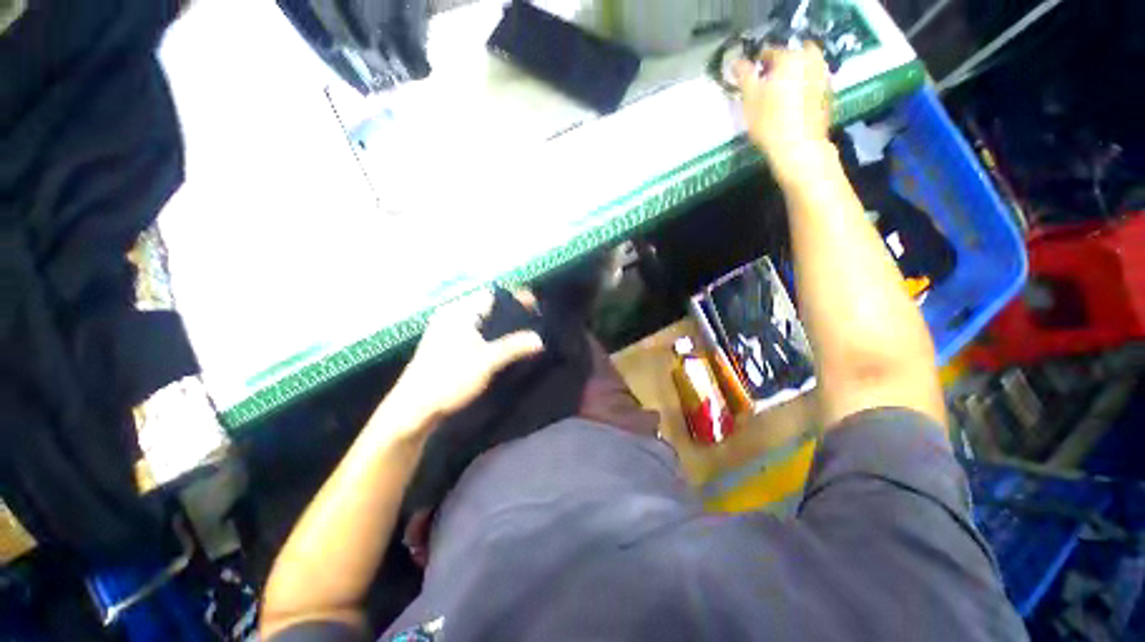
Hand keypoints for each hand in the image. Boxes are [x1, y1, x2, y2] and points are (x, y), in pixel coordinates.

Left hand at [390, 289, 543, 428]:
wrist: (413, 408)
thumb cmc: (449, 379)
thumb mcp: (487, 362)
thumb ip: (514, 347)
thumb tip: (539, 339)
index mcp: (459, 312)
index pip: (492, 294)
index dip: (515, 297)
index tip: (533, 307)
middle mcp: (451, 315)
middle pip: (487, 305)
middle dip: (510, 311)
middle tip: (530, 321)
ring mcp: (446, 330)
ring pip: (480, 319)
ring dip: (500, 324)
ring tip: (520, 333)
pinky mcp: (445, 344)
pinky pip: (473, 330)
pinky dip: (489, 334)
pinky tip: (500, 346)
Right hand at [734, 43, 832, 186]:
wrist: (799, 148)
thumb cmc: (770, 123)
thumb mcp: (750, 100)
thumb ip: (744, 77)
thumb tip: (736, 62)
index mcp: (791, 58)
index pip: (771, 51)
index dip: (758, 61)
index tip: (750, 74)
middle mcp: (811, 61)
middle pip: (795, 54)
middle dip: (782, 62)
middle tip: (769, 79)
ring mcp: (823, 77)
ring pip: (807, 66)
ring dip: (796, 72)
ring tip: (781, 91)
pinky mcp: (828, 94)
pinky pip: (814, 81)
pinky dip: (805, 85)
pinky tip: (794, 101)